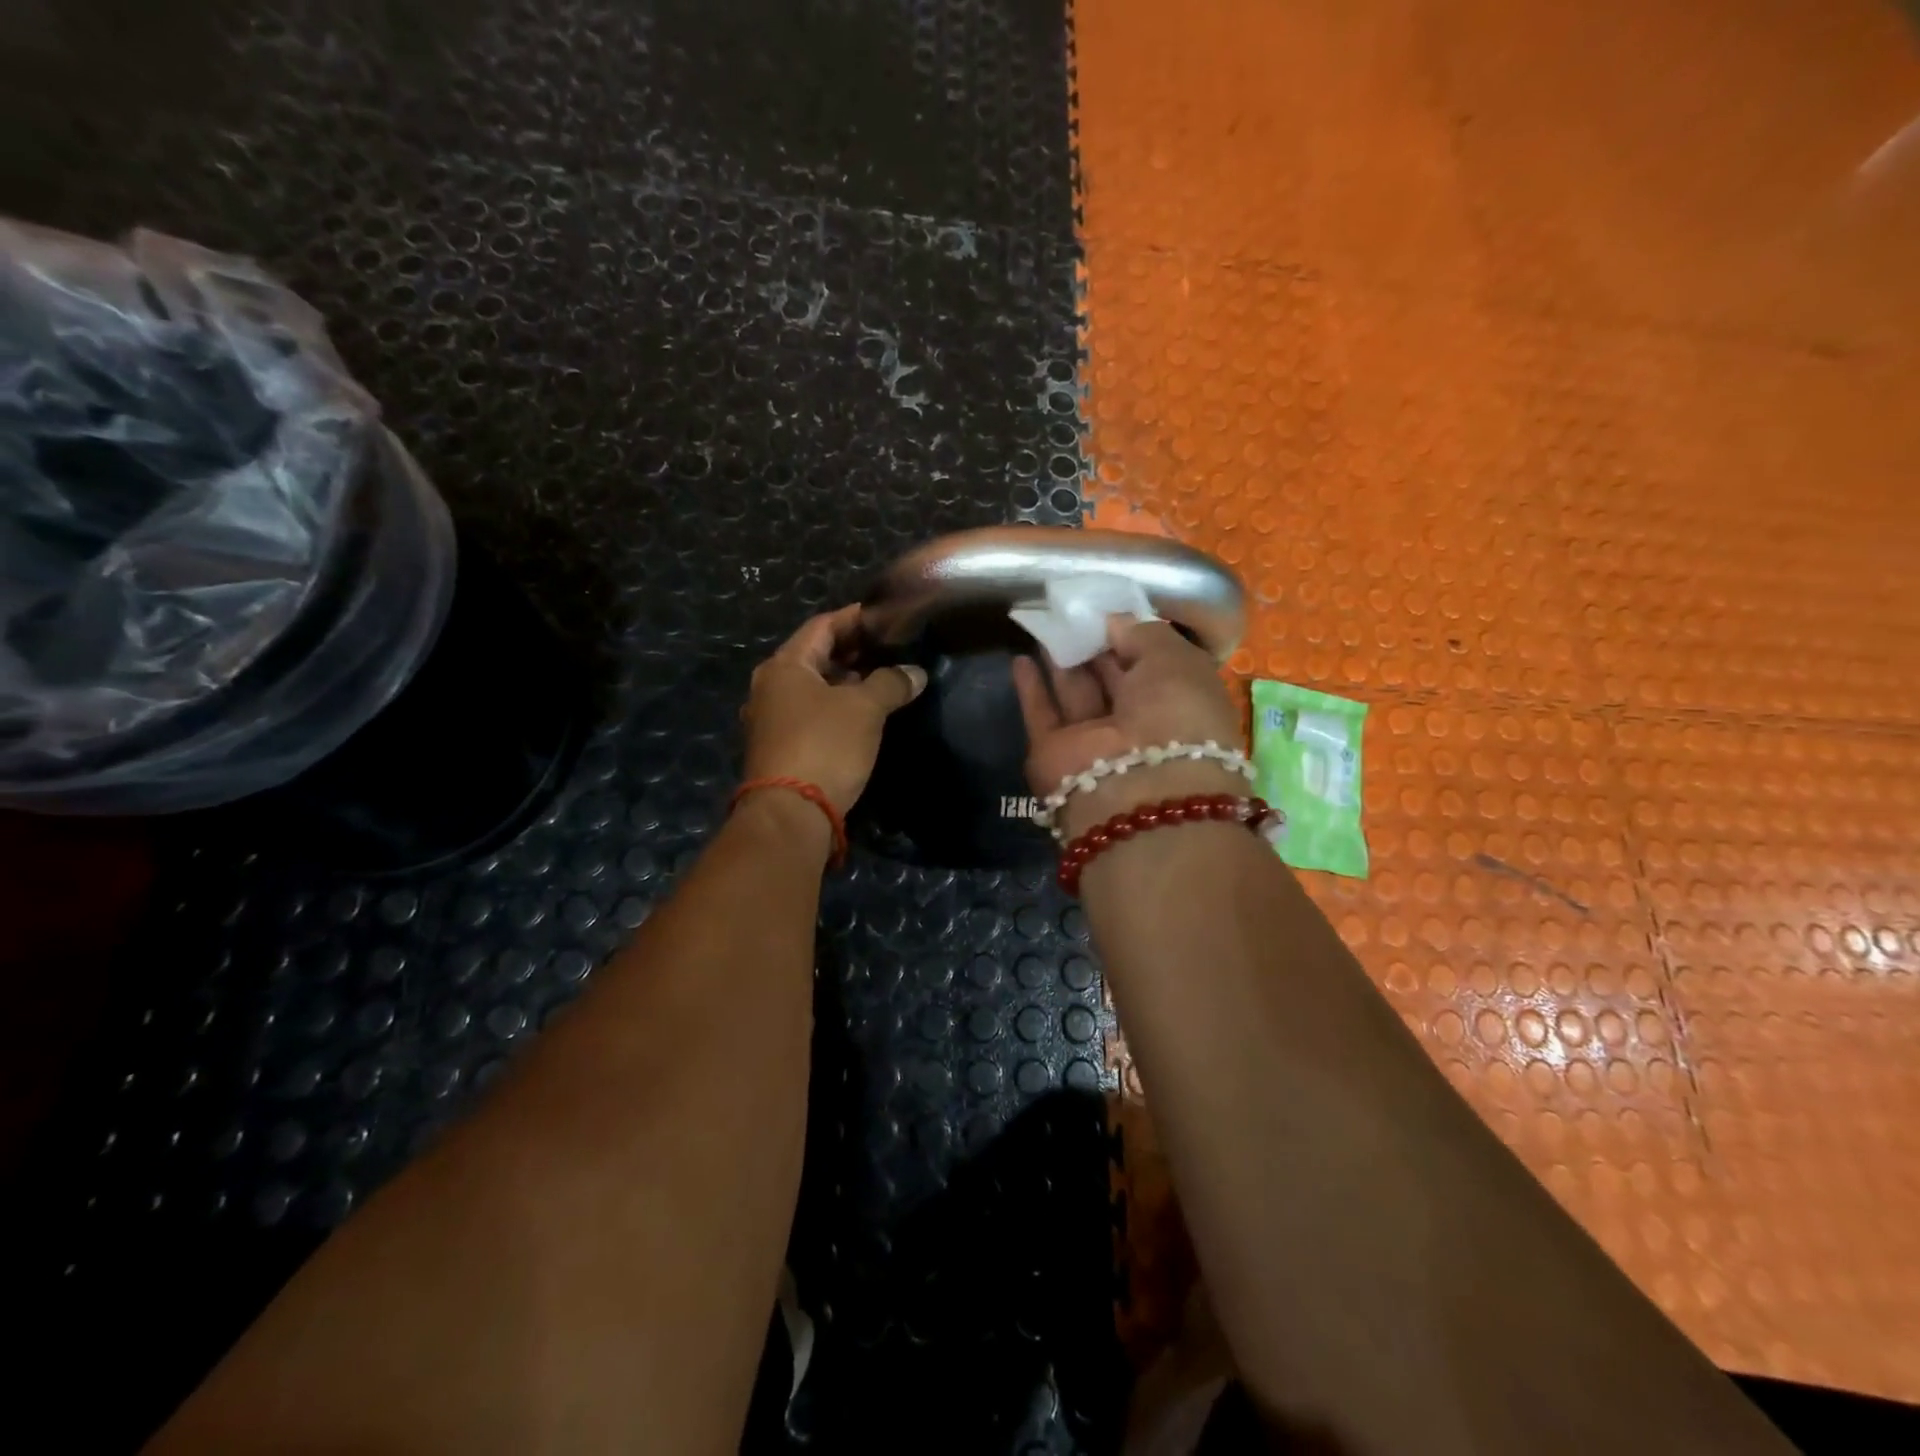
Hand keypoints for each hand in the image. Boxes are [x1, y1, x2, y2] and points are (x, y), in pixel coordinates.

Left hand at [743, 605, 926, 813]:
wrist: (791, 814)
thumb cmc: (825, 746)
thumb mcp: (865, 708)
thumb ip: (891, 683)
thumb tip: (915, 673)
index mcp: (785, 666)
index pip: (823, 626)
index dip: (856, 618)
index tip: (887, 617)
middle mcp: (770, 686)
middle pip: (816, 657)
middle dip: (854, 651)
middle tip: (891, 649)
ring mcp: (771, 719)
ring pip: (814, 688)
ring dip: (847, 682)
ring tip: (884, 680)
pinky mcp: (780, 747)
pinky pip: (812, 714)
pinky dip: (837, 707)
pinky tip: (864, 714)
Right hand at [1011, 616, 1244, 838]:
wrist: (1137, 788)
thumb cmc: (1174, 715)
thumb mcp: (1176, 659)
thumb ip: (1144, 633)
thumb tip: (1114, 622)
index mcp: (1179, 706)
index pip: (1154, 665)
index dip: (1132, 636)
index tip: (1108, 609)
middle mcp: (1138, 726)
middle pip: (1112, 679)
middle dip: (1094, 646)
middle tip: (1071, 611)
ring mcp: (1095, 743)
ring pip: (1076, 694)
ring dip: (1062, 661)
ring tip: (1045, 624)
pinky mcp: (1054, 754)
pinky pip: (1041, 714)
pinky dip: (1031, 688)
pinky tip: (1019, 658)